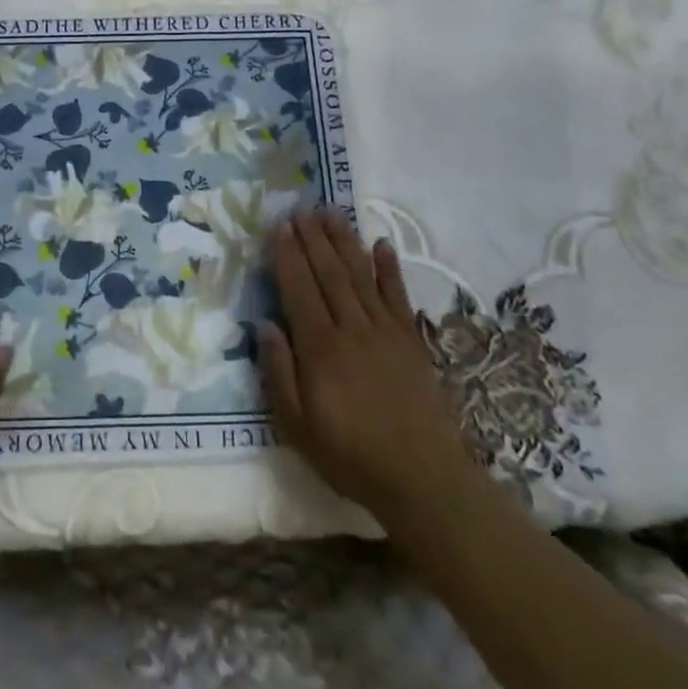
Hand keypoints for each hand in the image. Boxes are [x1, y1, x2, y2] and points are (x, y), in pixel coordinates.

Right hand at [258, 209, 477, 521]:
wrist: (423, 480)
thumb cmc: (351, 456)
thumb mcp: (297, 426)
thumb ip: (278, 373)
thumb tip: (264, 324)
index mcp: (321, 349)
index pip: (299, 289)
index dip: (289, 256)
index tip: (280, 226)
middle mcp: (352, 329)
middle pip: (329, 273)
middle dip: (314, 238)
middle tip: (302, 208)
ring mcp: (386, 332)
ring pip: (361, 275)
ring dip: (345, 242)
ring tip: (331, 213)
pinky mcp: (412, 342)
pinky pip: (398, 296)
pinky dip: (390, 268)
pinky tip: (382, 245)